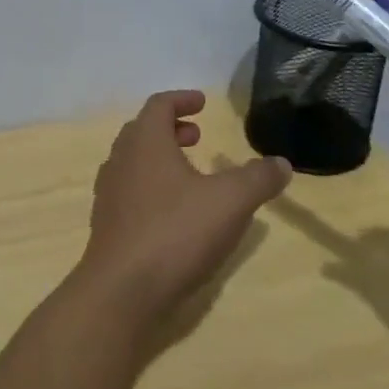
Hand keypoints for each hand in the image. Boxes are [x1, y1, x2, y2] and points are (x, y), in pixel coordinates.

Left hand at [79, 90, 291, 323]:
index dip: (182, 99)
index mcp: (145, 142)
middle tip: (197, 136)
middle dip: (171, 128)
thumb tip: (281, 163)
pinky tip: (173, 213)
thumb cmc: (175, 232)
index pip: (159, 105)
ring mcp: (109, 193)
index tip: (203, 103)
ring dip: (160, 158)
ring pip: (133, 161)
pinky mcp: (107, 224)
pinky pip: (129, 190)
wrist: (122, 289)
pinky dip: (151, 186)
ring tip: (189, 174)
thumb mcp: (230, 202)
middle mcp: (120, 160)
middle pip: (142, 131)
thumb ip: (257, 178)